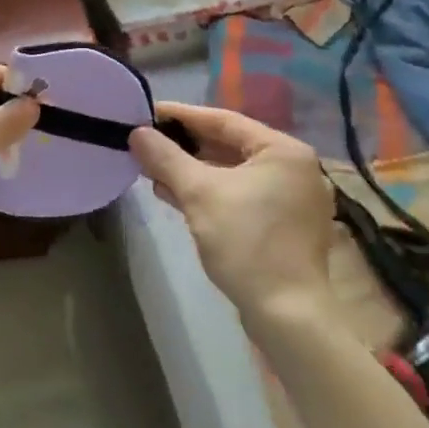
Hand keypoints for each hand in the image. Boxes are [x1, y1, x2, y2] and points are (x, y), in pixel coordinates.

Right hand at [129, 103, 334, 320]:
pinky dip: (208, 193)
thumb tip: (137, 133)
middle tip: (146, 142)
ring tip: (151, 169)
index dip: (181, 115)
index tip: (147, 111)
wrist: (287, 315)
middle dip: (184, 147)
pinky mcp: (282, 226)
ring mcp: (290, 199)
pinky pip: (239, 195)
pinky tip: (174, 195)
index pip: (223, 121)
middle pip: (228, 146)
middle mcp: (292, 168)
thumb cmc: (246, 242)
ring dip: (192, 172)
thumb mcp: (198, 194)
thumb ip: (166, 158)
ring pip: (231, 173)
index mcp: (282, 151)